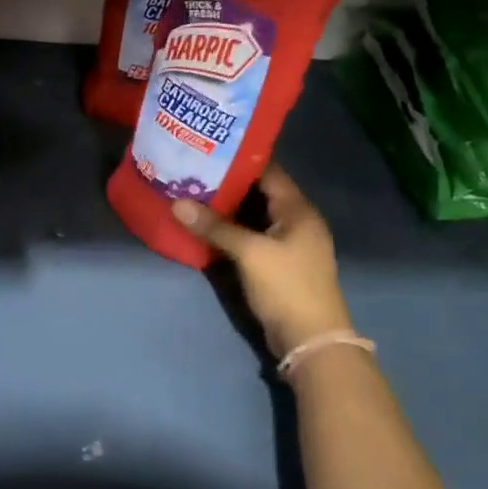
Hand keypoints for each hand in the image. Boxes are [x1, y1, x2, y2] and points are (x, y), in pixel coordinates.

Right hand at [172, 165, 351, 358]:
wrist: (311, 340)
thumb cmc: (287, 287)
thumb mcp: (249, 253)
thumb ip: (214, 227)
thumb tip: (177, 203)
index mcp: (298, 210)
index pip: (268, 171)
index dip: (239, 158)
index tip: (208, 148)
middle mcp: (296, 221)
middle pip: (259, 192)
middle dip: (227, 182)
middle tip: (192, 169)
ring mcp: (288, 243)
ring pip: (253, 215)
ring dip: (227, 207)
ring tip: (192, 191)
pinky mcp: (278, 263)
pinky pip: (251, 235)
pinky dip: (231, 229)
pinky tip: (205, 225)